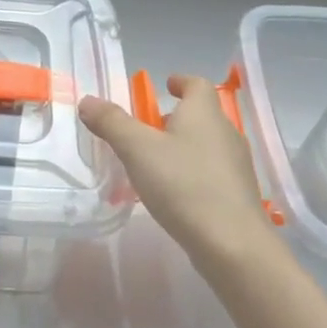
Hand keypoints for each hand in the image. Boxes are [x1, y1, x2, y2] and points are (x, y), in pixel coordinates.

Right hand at [79, 74, 277, 270]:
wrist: (232, 245)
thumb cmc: (184, 185)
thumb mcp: (137, 149)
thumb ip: (111, 123)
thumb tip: (88, 100)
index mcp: (204, 114)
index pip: (197, 85)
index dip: (181, 82)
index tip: (165, 86)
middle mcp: (225, 133)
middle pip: (202, 115)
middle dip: (175, 117)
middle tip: (147, 128)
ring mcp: (236, 166)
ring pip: (206, 144)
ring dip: (183, 146)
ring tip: (155, 162)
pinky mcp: (238, 196)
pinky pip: (211, 172)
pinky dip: (192, 172)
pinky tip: (174, 192)